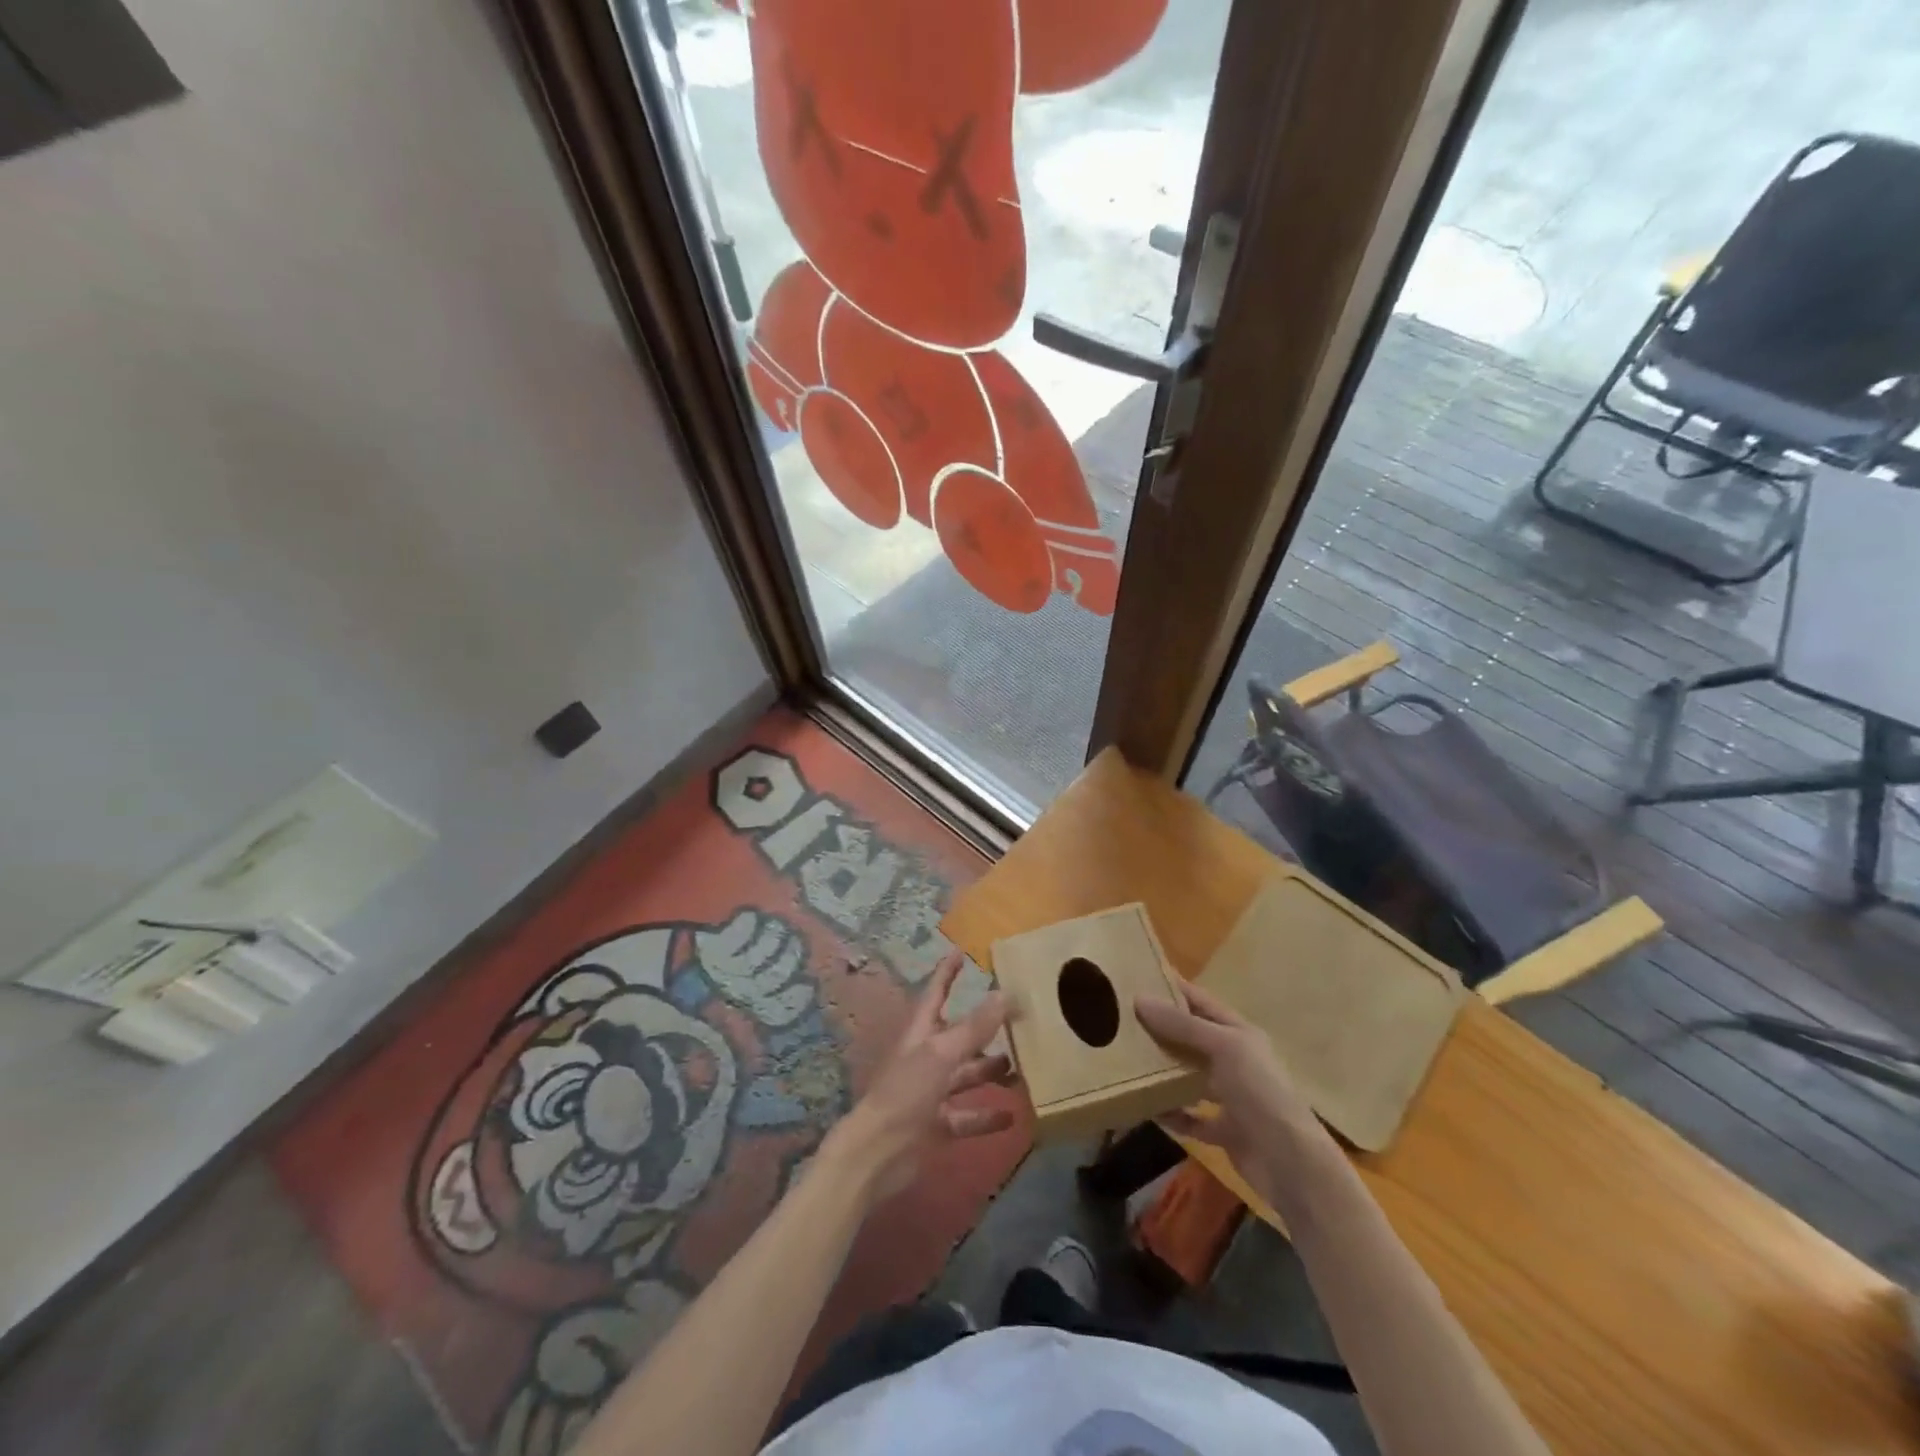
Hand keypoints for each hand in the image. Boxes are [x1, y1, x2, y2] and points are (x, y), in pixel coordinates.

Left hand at [822, 951, 1015, 1204]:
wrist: (877, 1153)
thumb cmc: (906, 1092)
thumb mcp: (942, 1054)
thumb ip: (975, 1027)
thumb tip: (1004, 993)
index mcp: (921, 1033)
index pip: (936, 993)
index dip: (947, 973)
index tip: (960, 952)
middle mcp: (927, 1058)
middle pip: (959, 1037)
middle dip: (984, 1030)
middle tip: (1017, 1022)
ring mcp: (931, 1093)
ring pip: (967, 1076)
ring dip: (991, 1072)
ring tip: (1022, 1071)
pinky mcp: (937, 1125)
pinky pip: (967, 1117)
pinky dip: (987, 1116)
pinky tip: (1012, 1117)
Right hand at [1136, 980, 1334, 1194]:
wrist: (1291, 1164)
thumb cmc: (1260, 1092)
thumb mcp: (1223, 1047)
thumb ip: (1183, 1025)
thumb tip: (1140, 999)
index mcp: (1239, 1034)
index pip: (1201, 1002)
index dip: (1173, 989)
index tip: (1137, 978)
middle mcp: (1235, 1061)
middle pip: (1192, 1039)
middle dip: (1161, 1030)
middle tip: (1122, 1021)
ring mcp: (1230, 1097)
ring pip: (1189, 1077)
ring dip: (1164, 1072)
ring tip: (1128, 1062)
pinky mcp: (1224, 1131)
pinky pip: (1190, 1118)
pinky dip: (1171, 1113)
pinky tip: (1148, 1109)